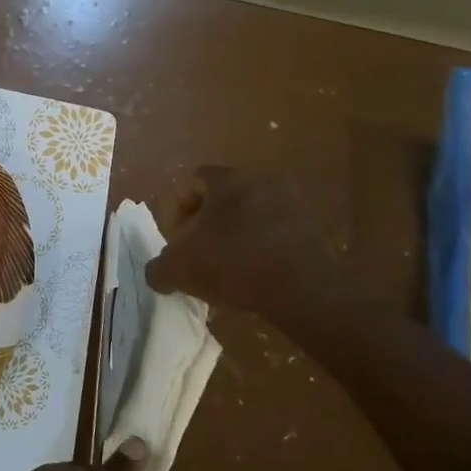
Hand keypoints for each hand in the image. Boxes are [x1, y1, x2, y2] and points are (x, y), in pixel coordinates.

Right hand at [145, 166, 350, 317]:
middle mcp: (261, 182)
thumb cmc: (232, 264)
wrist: (301, 290)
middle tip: (197, 254)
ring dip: (233, 238)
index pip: (193, 180)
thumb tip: (158, 272)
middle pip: (222, 198)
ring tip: (224, 270)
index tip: (178, 238)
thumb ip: (158, 267)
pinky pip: (273, 235)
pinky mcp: (311, 231)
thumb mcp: (178, 269)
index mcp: (228, 180)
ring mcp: (291, 205)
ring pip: (249, 217)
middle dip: (205, 225)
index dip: (178, 209)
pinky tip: (251, 277)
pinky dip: (258, 251)